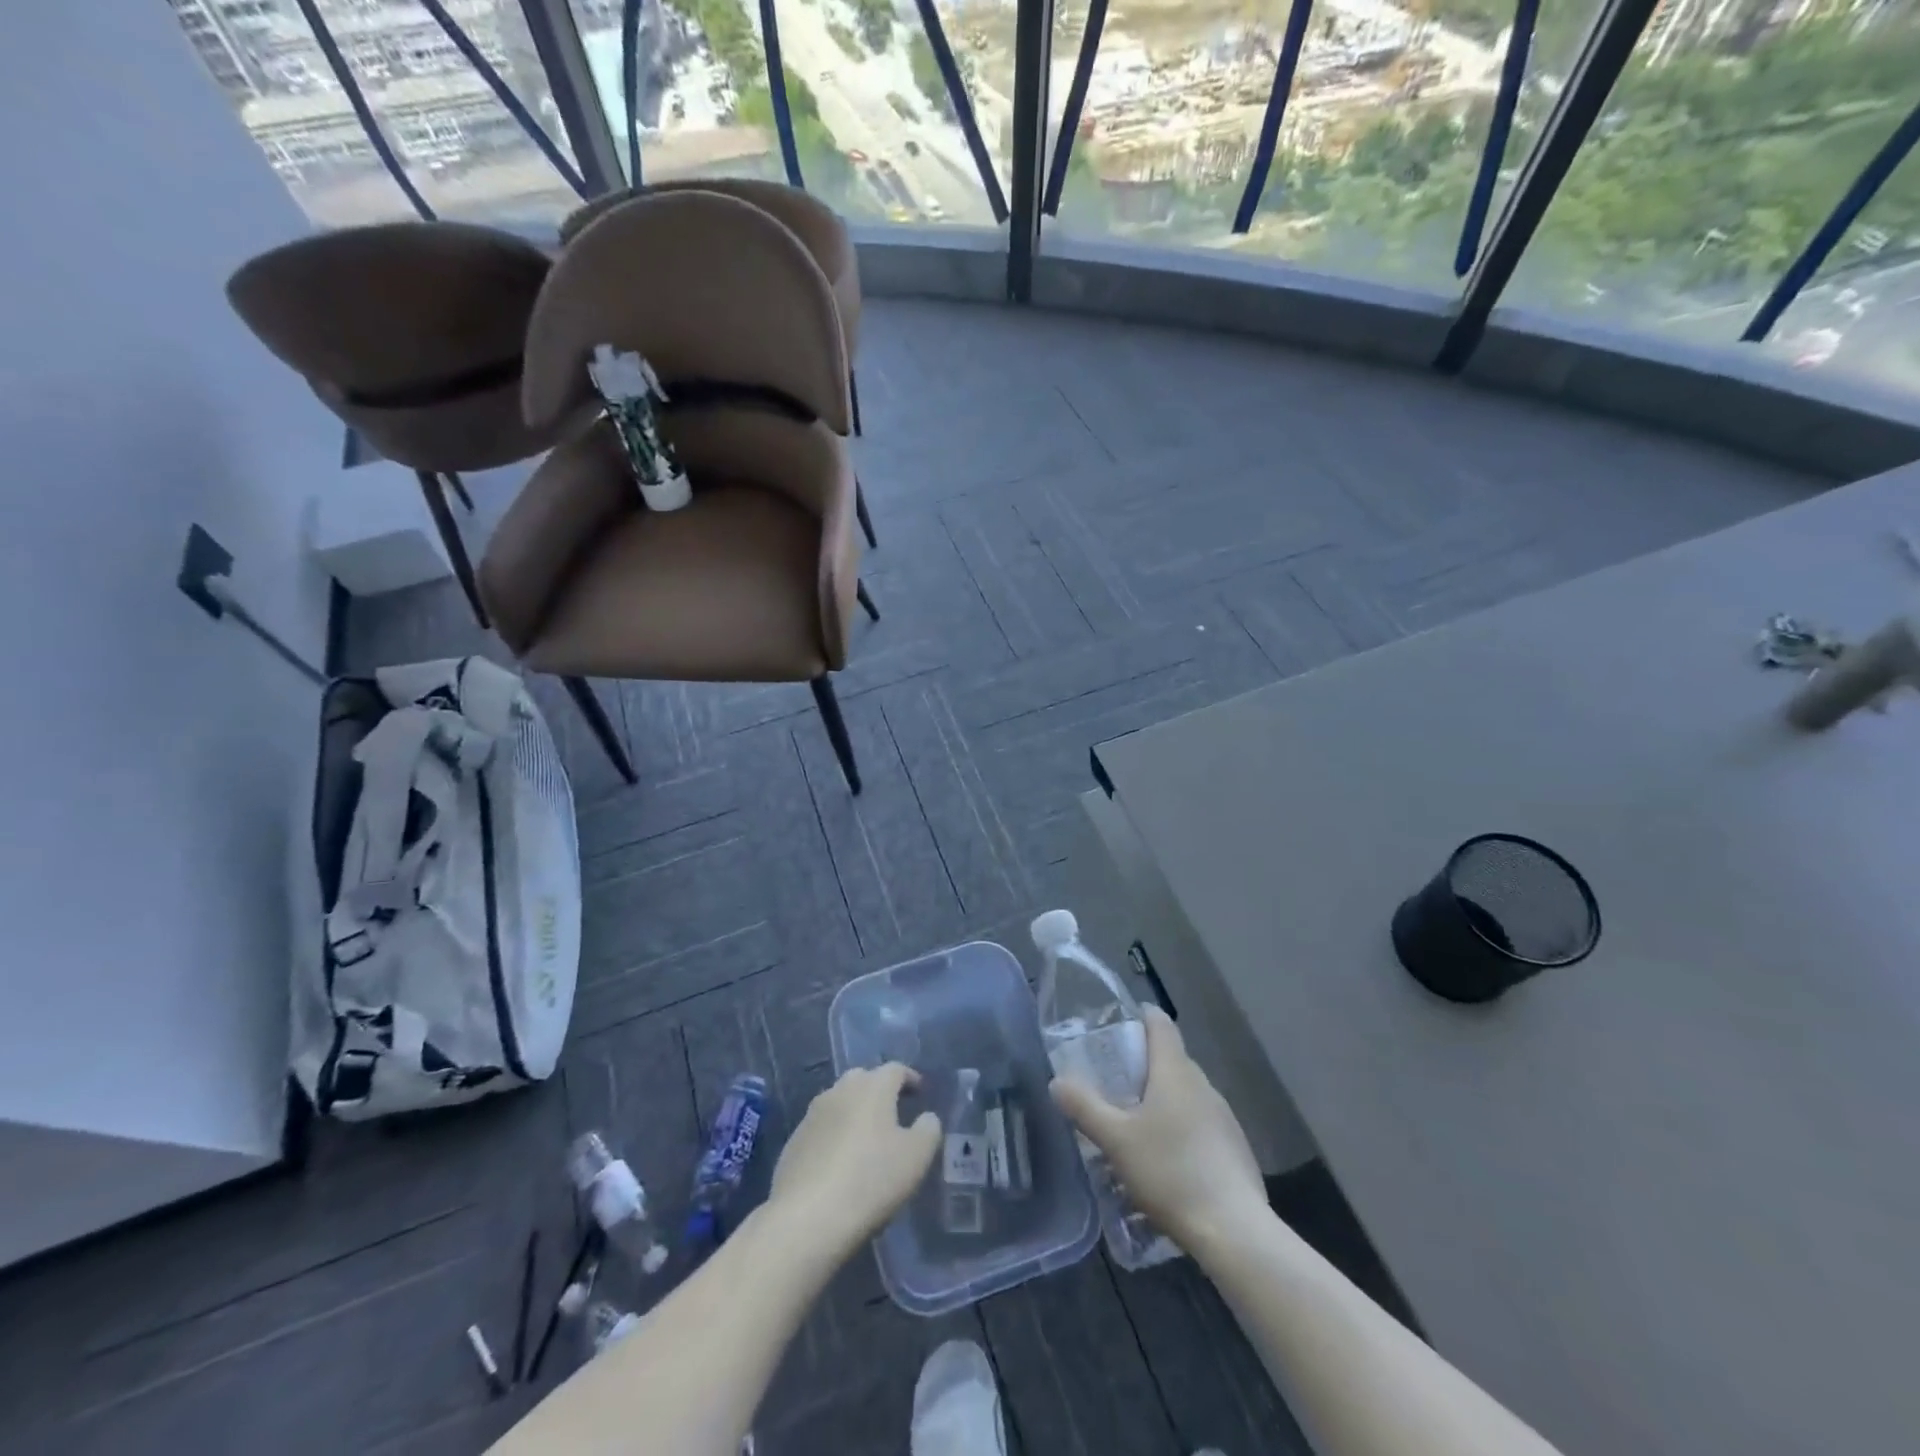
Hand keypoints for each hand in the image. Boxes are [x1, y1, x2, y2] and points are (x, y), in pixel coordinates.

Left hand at [769, 1063, 939, 1257]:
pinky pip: (822, 1128)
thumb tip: (926, 1117)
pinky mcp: (794, 1141)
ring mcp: (812, 1114)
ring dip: (854, 1112)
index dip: (910, 1078)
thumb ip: (928, 1129)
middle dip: (879, 1090)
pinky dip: (834, 1135)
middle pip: (863, 1079)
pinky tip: (840, 1161)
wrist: (807, 1217)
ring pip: (839, 1102)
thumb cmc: (871, 1180)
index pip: (895, 1070)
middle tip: (893, 1112)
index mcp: (872, 1086)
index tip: (920, 1092)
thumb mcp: (916, 1157)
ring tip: (866, 1137)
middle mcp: (841, 1090)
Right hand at [1050, 1006, 1266, 1247]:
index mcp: (1175, 1071)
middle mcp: (1203, 1084)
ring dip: (1162, 1100)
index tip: (1119, 1026)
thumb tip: (1057, 1082)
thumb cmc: (1170, 1172)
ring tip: (1135, 1125)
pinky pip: (1201, 1123)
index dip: (1140, 1017)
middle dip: (1144, 1065)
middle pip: (1171, 1059)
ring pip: (1186, 1094)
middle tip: (1113, 1083)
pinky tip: (1166, 1160)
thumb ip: (1084, 1107)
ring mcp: (1224, 1116)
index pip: (1160, 1024)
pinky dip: (1181, 1128)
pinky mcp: (1235, 1147)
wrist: (1234, 1231)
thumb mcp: (1115, 1140)